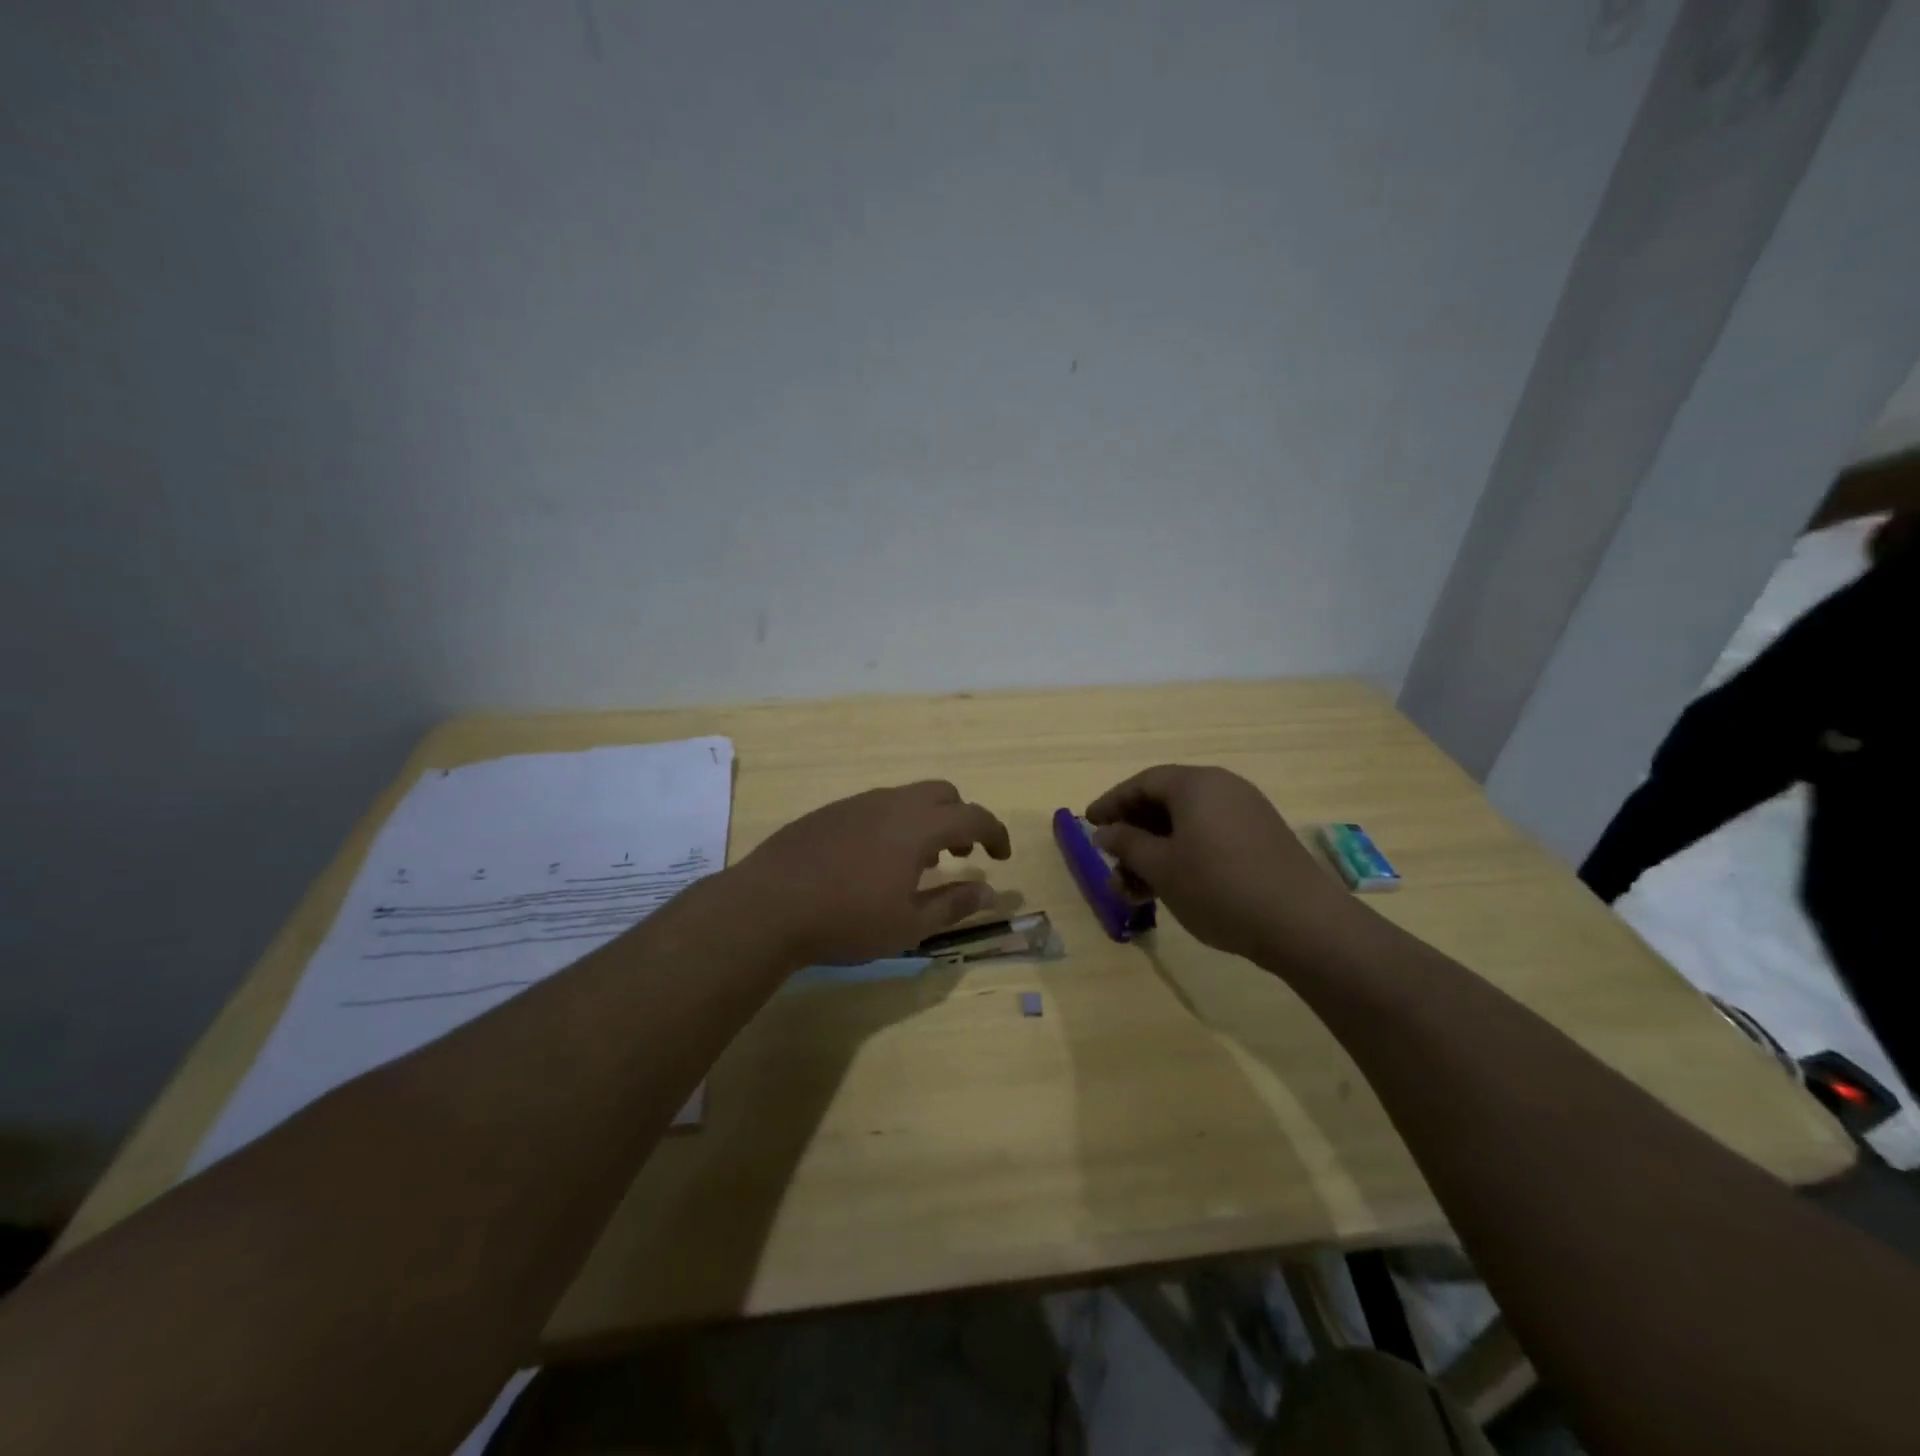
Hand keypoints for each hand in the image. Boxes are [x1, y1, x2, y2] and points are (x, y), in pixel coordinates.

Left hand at [736, 780, 1012, 965]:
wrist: (767, 906)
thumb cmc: (846, 920)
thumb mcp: (908, 924)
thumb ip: (954, 904)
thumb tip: (990, 893)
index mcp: (918, 826)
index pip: (973, 816)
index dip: (995, 833)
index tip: (1001, 857)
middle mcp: (891, 803)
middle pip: (942, 793)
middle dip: (961, 819)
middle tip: (961, 854)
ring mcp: (857, 804)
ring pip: (907, 797)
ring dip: (926, 821)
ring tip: (918, 863)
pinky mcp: (829, 812)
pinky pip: (877, 806)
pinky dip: (894, 823)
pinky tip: (874, 861)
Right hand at [1086, 765, 1359, 963]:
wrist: (1303, 924)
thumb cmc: (1219, 887)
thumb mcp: (1161, 867)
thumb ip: (1127, 844)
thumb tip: (1105, 831)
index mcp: (1196, 784)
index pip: (1142, 783)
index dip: (1111, 802)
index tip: (1088, 823)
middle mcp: (1223, 788)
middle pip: (1165, 802)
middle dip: (1134, 835)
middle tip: (1113, 865)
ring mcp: (1247, 813)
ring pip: (1187, 825)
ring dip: (1156, 853)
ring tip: (1137, 891)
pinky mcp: (1262, 840)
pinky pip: (1210, 837)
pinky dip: (1184, 857)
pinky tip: (1173, 889)